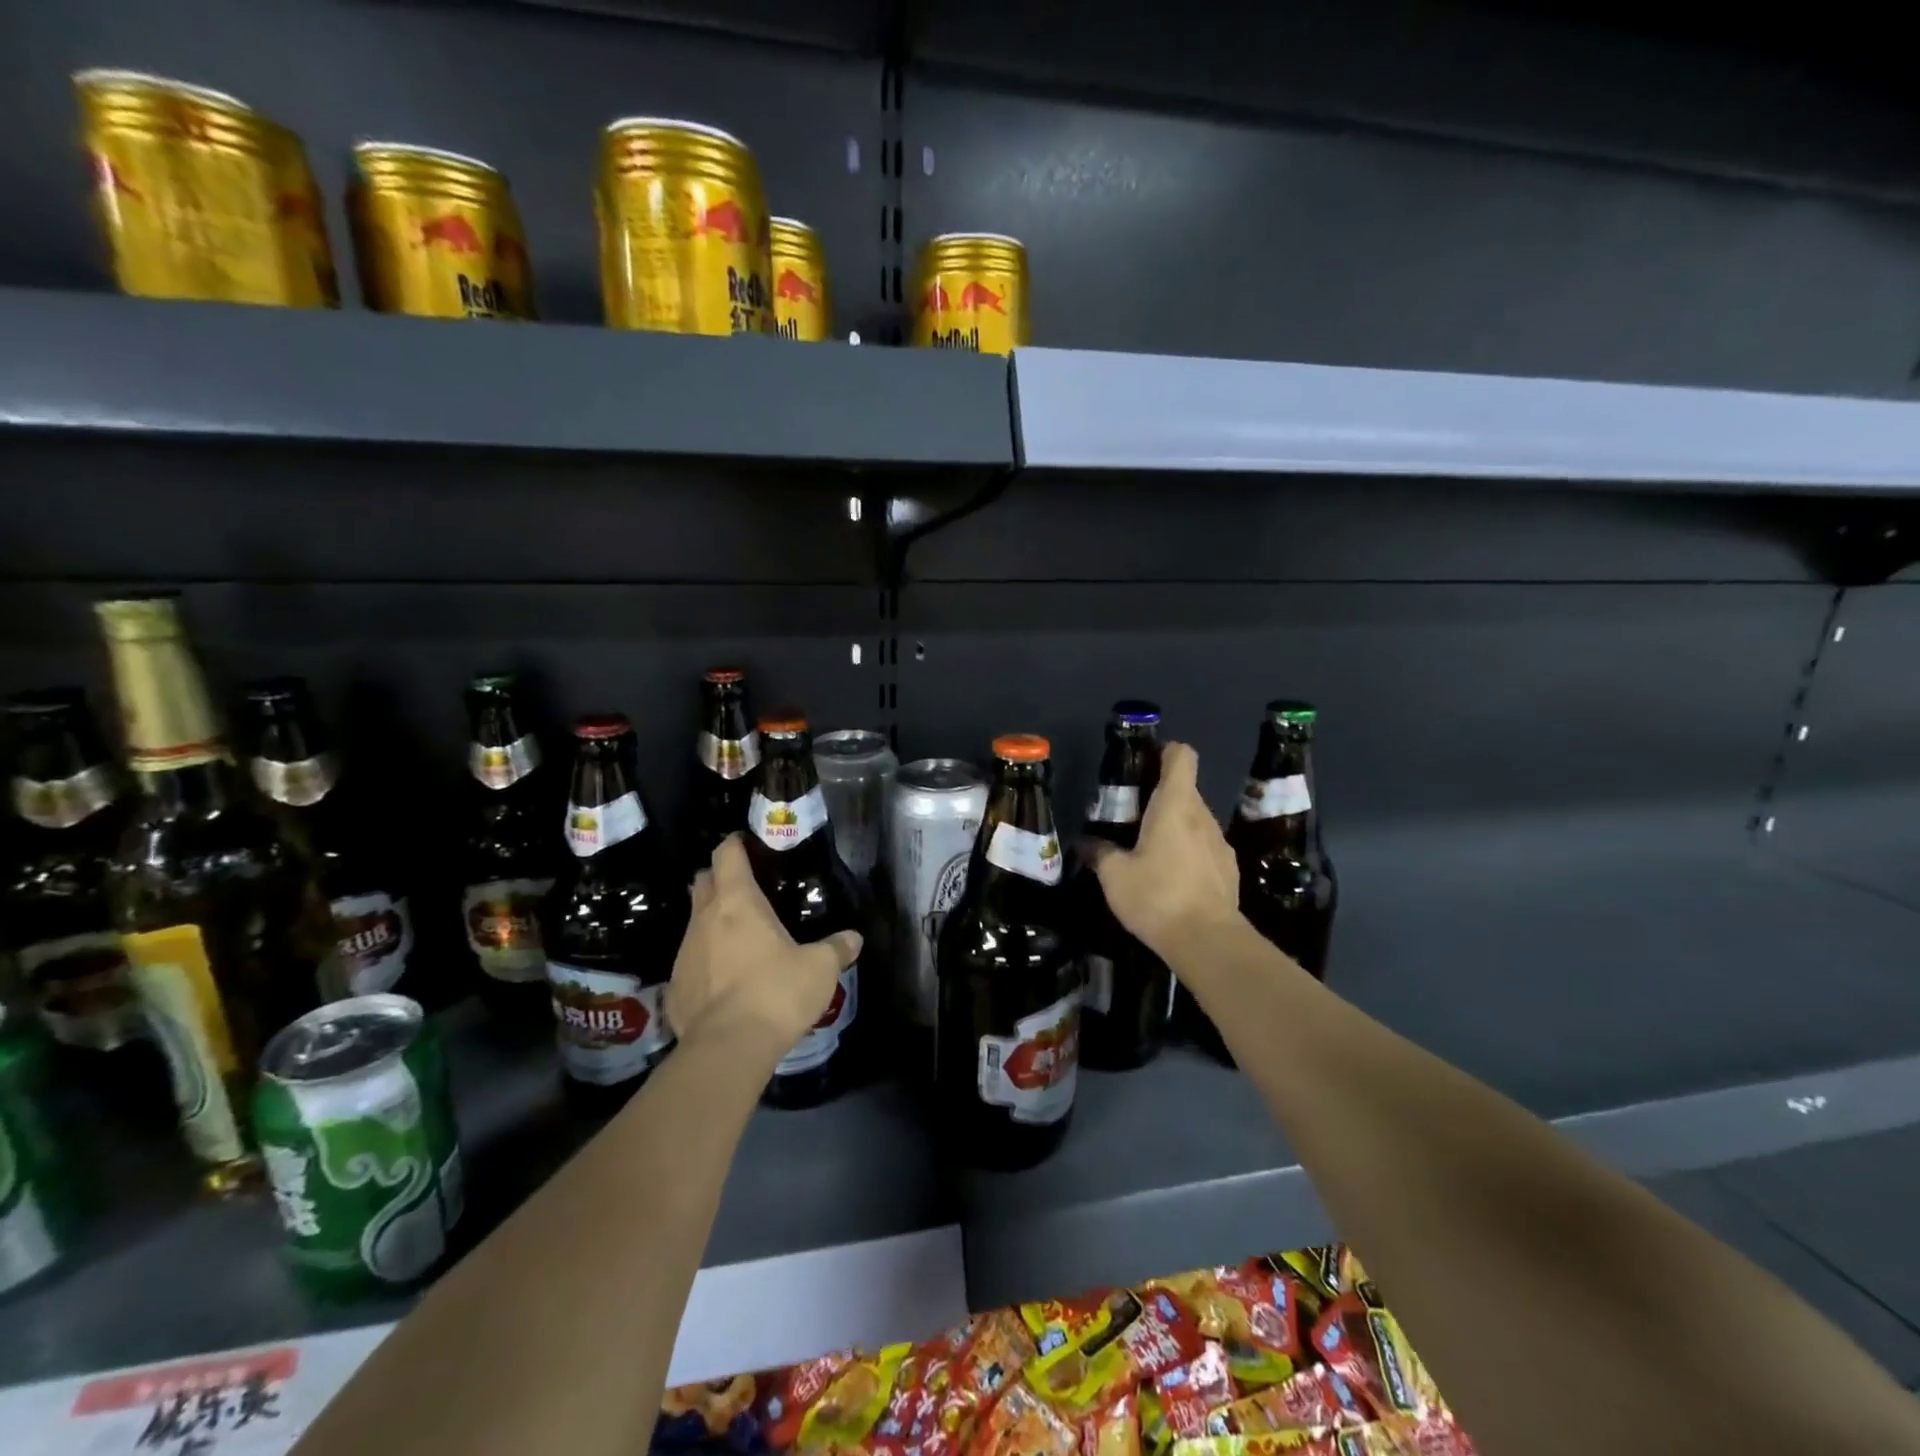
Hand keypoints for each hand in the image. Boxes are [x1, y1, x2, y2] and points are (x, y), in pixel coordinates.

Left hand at [666, 834, 861, 1063]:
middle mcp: (704, 919)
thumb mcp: (820, 969)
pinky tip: (724, 981)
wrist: (727, 1049)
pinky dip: (705, 962)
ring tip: (740, 939)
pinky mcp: (674, 987)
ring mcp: (684, 953)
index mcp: (738, 903)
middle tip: (746, 889)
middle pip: (703, 882)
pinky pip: (690, 962)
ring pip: (694, 922)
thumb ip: (837, 949)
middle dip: (720, 879)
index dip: (734, 844)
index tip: (745, 843)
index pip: (727, 855)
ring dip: (712, 922)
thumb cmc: (776, 993)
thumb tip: (854, 938)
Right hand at [1086, 742, 1241, 957]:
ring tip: (1149, 850)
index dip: (1165, 752)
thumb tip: (1087, 844)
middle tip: (1131, 815)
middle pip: (1185, 789)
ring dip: (1175, 826)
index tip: (1144, 763)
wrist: (1208, 942)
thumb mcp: (1114, 876)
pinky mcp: (1228, 870)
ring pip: (1195, 820)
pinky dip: (1188, 852)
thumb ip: (1100, 853)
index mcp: (1176, 805)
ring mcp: (1220, 843)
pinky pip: (1204, 847)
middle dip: (1160, 795)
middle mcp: (1203, 816)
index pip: (1182, 756)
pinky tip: (1171, 878)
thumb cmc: (1157, 896)